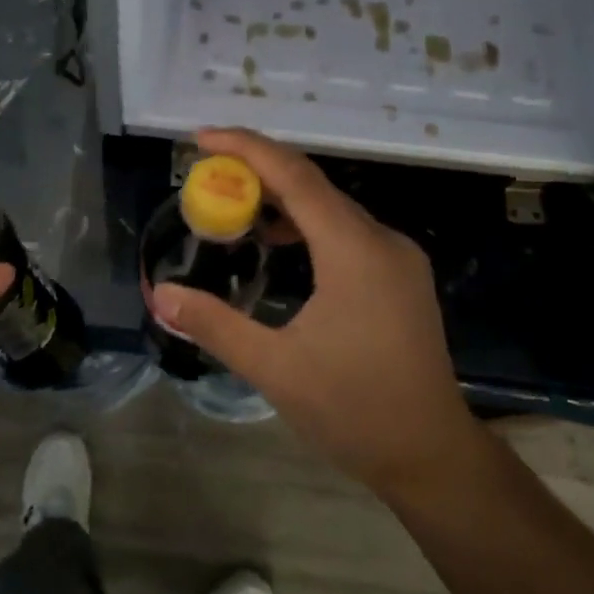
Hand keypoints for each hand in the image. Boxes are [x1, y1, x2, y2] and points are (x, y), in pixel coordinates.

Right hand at [149, 128, 487, 500]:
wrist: (431, 455)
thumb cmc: (354, 411)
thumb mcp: (274, 369)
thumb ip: (215, 325)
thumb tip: (161, 294)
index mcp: (354, 251)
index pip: (296, 177)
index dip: (247, 148)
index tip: (201, 138)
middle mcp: (382, 240)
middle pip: (314, 184)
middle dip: (258, 168)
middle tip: (206, 169)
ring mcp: (397, 257)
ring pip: (331, 207)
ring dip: (282, 197)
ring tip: (232, 200)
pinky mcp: (400, 276)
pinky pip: (346, 230)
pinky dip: (306, 223)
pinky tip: (277, 241)